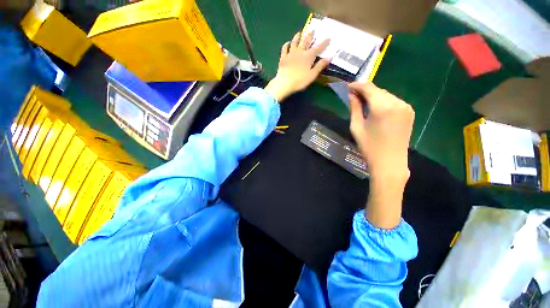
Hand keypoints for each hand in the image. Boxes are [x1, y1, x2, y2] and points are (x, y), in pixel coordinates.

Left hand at [265, 32, 330, 101]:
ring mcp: (290, 54)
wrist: (284, 83)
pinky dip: (286, 45)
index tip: (328, 37)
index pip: (318, 48)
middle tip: (313, 30)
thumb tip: (329, 57)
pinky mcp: (283, 58)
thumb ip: (320, 66)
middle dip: (310, 36)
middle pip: (306, 42)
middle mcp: (300, 52)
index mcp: (308, 57)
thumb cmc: (300, 81)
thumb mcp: (312, 75)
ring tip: (299, 33)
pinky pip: (284, 49)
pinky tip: (287, 43)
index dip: (324, 43)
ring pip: (294, 42)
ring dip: (297, 37)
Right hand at [349, 82, 413, 228]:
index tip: (347, 87)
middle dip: (365, 91)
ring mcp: (406, 106)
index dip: (357, 85)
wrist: (390, 163)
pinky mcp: (409, 112)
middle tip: (353, 96)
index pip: (368, 87)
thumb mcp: (356, 127)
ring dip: (374, 97)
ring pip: (386, 95)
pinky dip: (383, 102)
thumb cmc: (369, 147)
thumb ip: (354, 108)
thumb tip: (351, 95)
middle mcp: (397, 102)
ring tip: (363, 104)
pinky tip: (376, 110)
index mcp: (382, 107)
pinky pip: (393, 101)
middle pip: (378, 90)